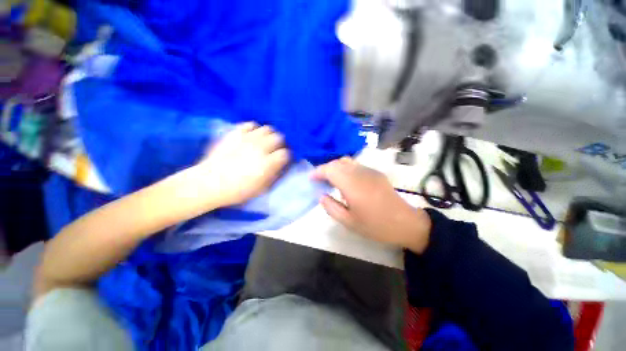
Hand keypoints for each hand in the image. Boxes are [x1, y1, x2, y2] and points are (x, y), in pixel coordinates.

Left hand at [195, 122, 289, 206]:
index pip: (285, 153)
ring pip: (267, 128)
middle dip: (280, 144)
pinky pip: (250, 124)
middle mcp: (260, 148)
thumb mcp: (261, 188)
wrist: (209, 183)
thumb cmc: (237, 190)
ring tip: (265, 142)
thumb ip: (274, 174)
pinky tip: (252, 136)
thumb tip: (282, 165)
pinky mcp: (235, 133)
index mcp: (267, 163)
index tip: (284, 160)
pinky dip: (254, 129)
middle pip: (279, 137)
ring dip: (269, 135)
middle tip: (276, 150)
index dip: (286, 156)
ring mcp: (247, 139)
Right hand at [312, 157, 430, 252]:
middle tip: (319, 181)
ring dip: (335, 167)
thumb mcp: (349, 222)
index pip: (330, 169)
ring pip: (346, 161)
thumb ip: (331, 207)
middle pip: (337, 162)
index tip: (311, 178)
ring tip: (331, 180)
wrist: (405, 223)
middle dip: (325, 169)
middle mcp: (360, 173)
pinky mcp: (376, 172)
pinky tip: (346, 181)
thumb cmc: (376, 226)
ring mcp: (369, 171)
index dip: (318, 171)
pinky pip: (355, 165)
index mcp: (352, 185)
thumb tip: (321, 195)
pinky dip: (345, 169)